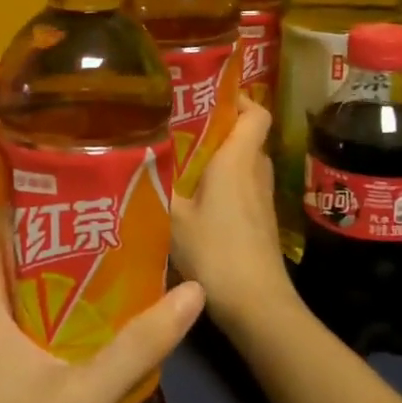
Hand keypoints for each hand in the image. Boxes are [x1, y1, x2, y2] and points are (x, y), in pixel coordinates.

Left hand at [0, 208, 205, 402]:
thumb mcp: (83, 397)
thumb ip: (140, 344)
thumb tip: (194, 292)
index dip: (27, 200)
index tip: (76, 197)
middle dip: (46, 239)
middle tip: (100, 234)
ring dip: (38, 279)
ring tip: (92, 275)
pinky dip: (25, 314)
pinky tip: (64, 333)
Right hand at [170, 97, 297, 338]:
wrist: (257, 305)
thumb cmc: (215, 252)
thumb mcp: (174, 217)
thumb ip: (158, 185)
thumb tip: (139, 159)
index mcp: (238, 161)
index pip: (257, 113)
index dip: (239, 98)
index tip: (208, 96)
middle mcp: (256, 173)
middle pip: (247, 136)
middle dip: (218, 128)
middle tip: (180, 127)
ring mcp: (262, 199)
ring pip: (244, 164)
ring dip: (219, 158)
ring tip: (180, 161)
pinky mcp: (260, 221)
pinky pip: (242, 187)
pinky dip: (223, 184)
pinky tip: (193, 199)